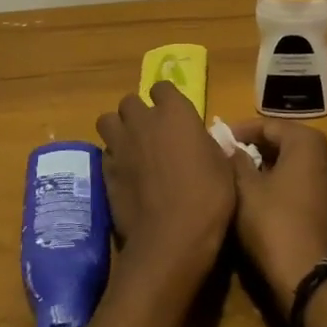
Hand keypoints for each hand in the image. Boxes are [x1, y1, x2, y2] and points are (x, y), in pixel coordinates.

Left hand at [95, 83, 235, 283]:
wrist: (171, 238)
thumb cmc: (207, 197)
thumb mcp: (222, 166)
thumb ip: (206, 144)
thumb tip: (201, 141)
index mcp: (175, 112)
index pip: (162, 87)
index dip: (166, 101)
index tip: (174, 116)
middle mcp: (143, 120)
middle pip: (129, 102)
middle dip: (137, 113)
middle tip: (150, 133)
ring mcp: (120, 145)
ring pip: (107, 122)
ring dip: (118, 130)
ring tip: (131, 148)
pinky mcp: (105, 170)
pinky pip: (105, 153)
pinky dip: (113, 159)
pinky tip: (125, 176)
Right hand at [227, 120, 326, 295]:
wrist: (309, 281)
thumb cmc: (274, 224)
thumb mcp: (245, 189)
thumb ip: (237, 161)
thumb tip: (233, 148)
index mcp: (309, 143)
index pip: (269, 126)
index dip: (242, 131)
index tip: (221, 140)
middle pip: (287, 143)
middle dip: (259, 149)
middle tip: (232, 158)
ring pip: (299, 165)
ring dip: (274, 167)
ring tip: (247, 177)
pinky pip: (308, 185)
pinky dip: (289, 185)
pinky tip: (268, 198)